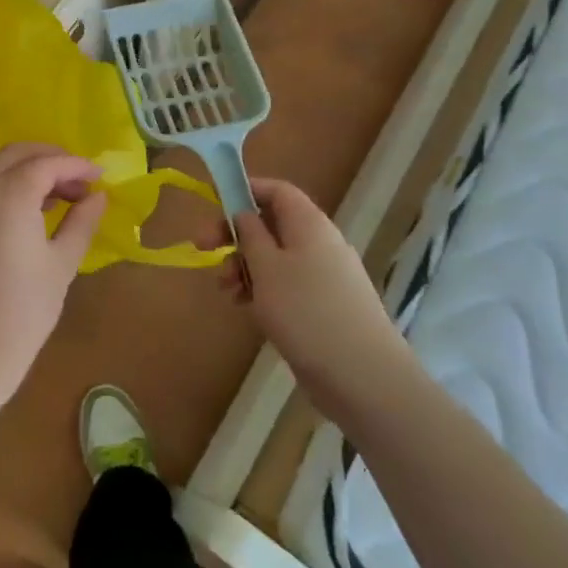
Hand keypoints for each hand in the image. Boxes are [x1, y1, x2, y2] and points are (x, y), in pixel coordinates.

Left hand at [0, 143, 106, 402]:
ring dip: (29, 171)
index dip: (76, 165)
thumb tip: (97, 196)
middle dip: (51, 158)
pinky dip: (8, 186)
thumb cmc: (23, 311)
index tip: (101, 175)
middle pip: (17, 154)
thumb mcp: (61, 264)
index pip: (47, 164)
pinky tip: (30, 212)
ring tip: (61, 197)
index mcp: (9, 195)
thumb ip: (81, 222)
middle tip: (80, 179)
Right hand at [231, 178, 408, 412]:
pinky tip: (246, 308)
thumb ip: (249, 233)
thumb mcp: (266, 267)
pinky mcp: (324, 306)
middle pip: (271, 224)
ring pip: (276, 257)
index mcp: (308, 223)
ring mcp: (325, 276)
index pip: (276, 190)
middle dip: (236, 235)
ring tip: (226, 290)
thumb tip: (244, 212)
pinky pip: (287, 284)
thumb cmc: (306, 312)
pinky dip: (263, 290)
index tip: (214, 206)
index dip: (245, 190)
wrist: (363, 377)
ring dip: (245, 266)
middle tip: (204, 250)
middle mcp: (320, 242)